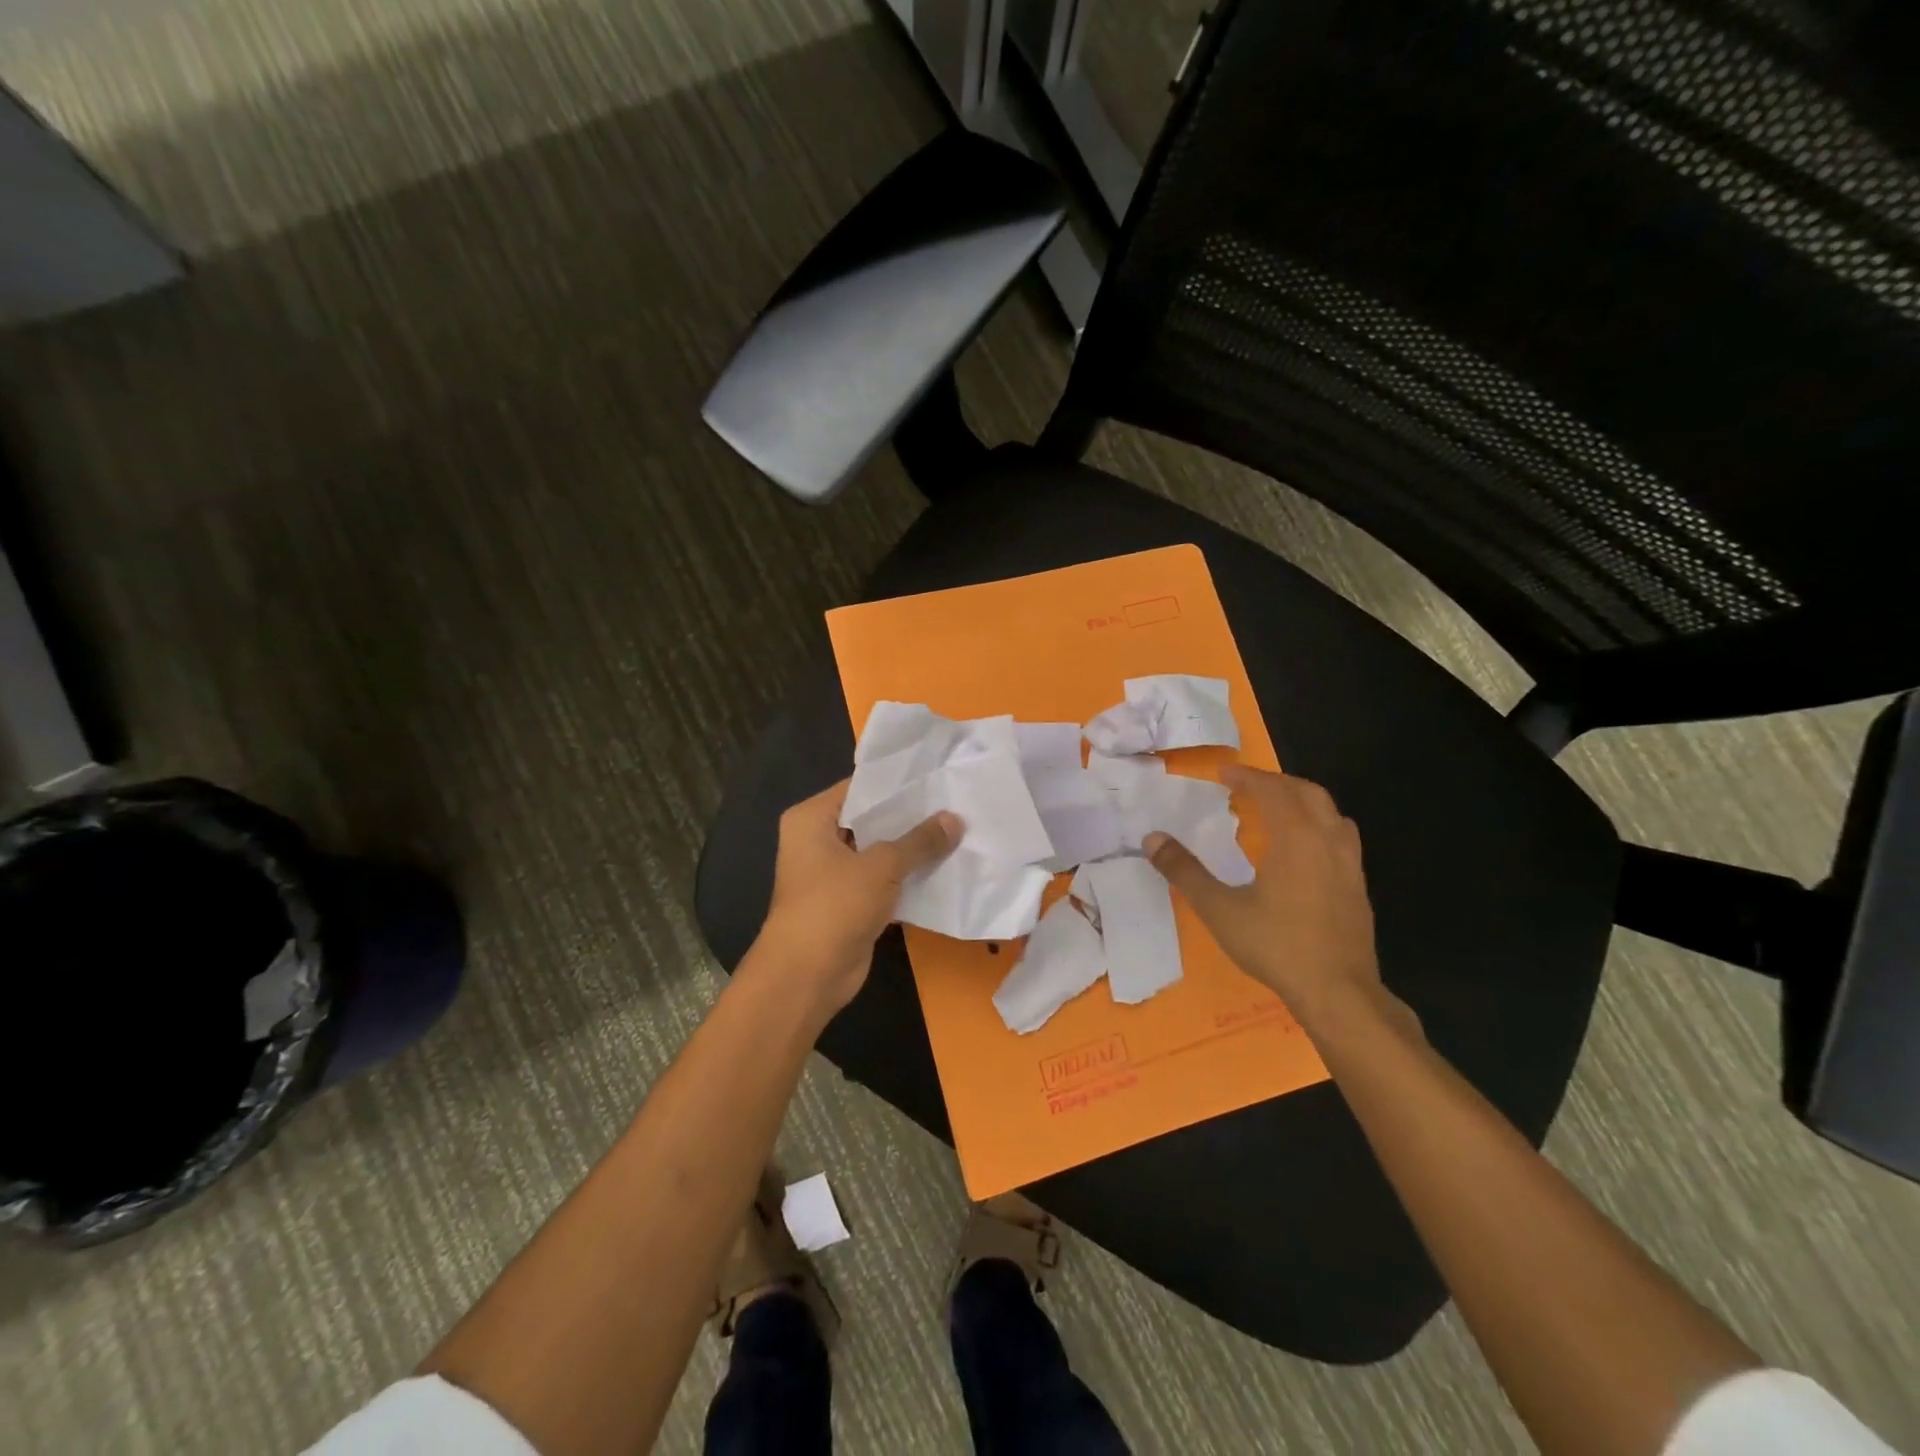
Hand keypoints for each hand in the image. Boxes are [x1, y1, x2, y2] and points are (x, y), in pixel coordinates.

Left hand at [756, 779, 959, 1014]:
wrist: (807, 976)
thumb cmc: (834, 905)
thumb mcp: (882, 866)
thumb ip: (920, 841)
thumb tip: (955, 819)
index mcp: (811, 819)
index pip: (859, 788)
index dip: (897, 783)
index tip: (936, 776)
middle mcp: (817, 841)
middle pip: (870, 820)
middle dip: (909, 817)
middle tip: (954, 802)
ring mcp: (832, 874)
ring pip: (879, 852)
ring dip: (911, 850)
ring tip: (957, 831)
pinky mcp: (849, 903)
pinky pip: (883, 881)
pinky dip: (907, 878)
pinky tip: (944, 868)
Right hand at [1145, 766, 1404, 1033]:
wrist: (1339, 993)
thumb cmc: (1277, 945)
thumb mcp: (1219, 909)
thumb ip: (1185, 871)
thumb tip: (1151, 839)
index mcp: (1296, 837)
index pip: (1272, 790)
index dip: (1247, 777)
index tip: (1224, 773)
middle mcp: (1328, 840)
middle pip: (1307, 793)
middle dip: (1276, 782)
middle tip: (1247, 785)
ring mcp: (1350, 863)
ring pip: (1330, 813)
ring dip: (1302, 801)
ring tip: (1276, 809)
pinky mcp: (1358, 886)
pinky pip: (1340, 837)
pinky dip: (1318, 825)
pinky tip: (1302, 850)